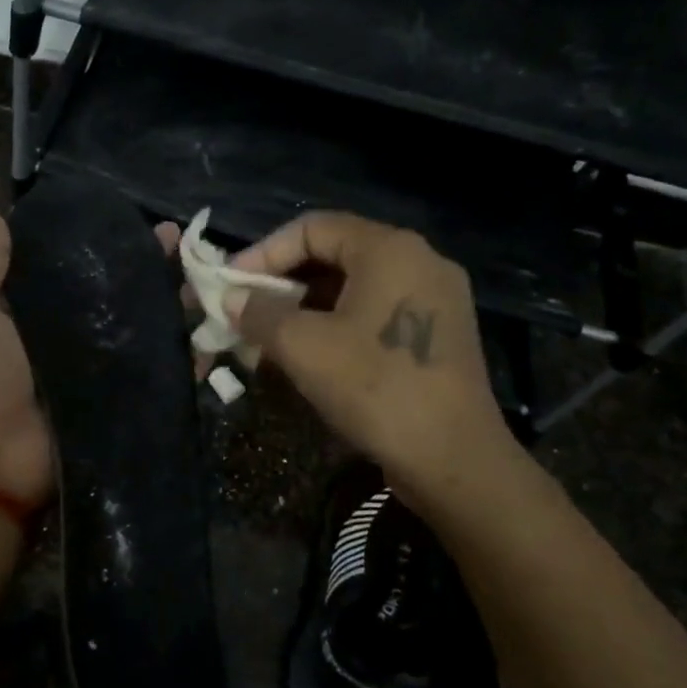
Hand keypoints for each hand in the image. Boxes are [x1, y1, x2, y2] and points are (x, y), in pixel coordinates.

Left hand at [0, 207, 182, 510]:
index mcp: (37, 307)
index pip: (80, 264)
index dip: (106, 242)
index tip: (134, 220)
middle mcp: (74, 332)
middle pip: (121, 292)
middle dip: (152, 268)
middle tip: (183, 245)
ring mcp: (102, 366)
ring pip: (147, 327)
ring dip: (177, 304)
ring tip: (208, 279)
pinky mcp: (122, 397)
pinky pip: (159, 372)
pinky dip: (187, 355)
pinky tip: (215, 330)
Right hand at [225, 212, 525, 520]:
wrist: (455, 459)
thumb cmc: (376, 387)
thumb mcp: (303, 346)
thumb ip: (259, 313)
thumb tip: (231, 298)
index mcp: (389, 249)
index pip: (311, 228)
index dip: (263, 252)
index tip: (231, 284)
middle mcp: (418, 261)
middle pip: (333, 256)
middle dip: (280, 285)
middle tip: (243, 313)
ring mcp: (435, 298)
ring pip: (352, 289)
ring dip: (303, 310)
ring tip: (265, 340)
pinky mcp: (438, 334)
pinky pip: (374, 314)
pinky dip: (334, 327)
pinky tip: (305, 358)